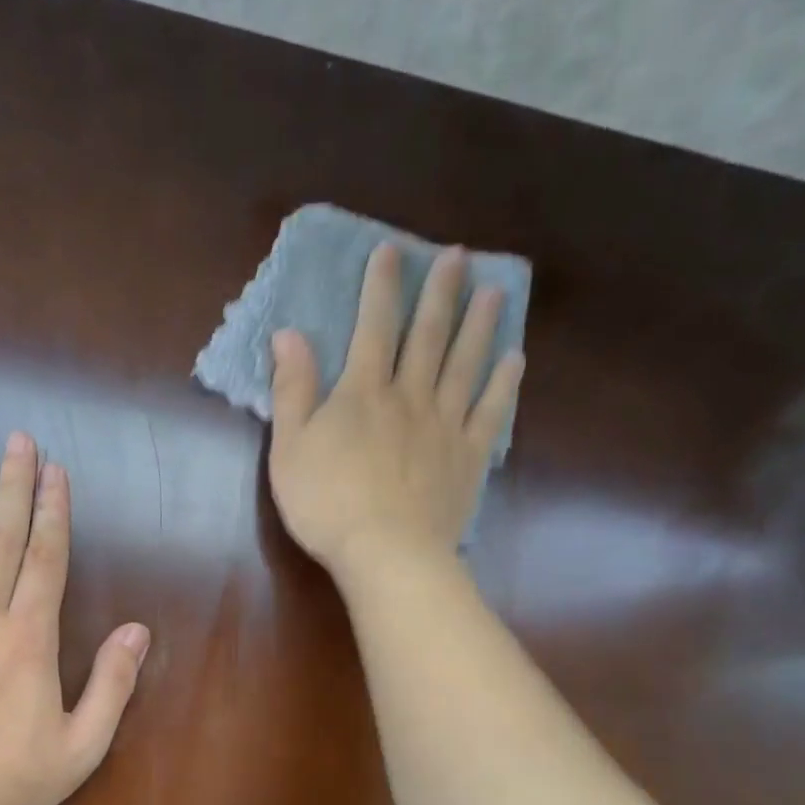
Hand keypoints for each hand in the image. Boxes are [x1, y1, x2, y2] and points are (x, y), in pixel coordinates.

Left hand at [0, 432, 150, 804]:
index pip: (47, 559)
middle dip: (12, 485)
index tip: (57, 472)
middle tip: (16, 440)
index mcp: (28, 638)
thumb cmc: (8, 781)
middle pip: (0, 538)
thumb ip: (113, 684)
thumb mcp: (82, 745)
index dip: (55, 512)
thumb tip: (138, 631)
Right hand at [267, 242, 522, 579]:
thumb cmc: (326, 503)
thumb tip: (289, 333)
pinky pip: (490, 411)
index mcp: (363, 392)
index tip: (392, 251)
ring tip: (496, 291)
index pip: (373, 327)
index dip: (382, 287)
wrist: (385, 552)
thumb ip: (292, 389)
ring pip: (466, 363)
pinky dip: (503, 383)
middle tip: (459, 255)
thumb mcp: (289, 447)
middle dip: (441, 292)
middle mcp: (409, 396)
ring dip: (480, 324)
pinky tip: (514, 359)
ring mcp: (445, 425)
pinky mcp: (468, 456)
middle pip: (428, 335)